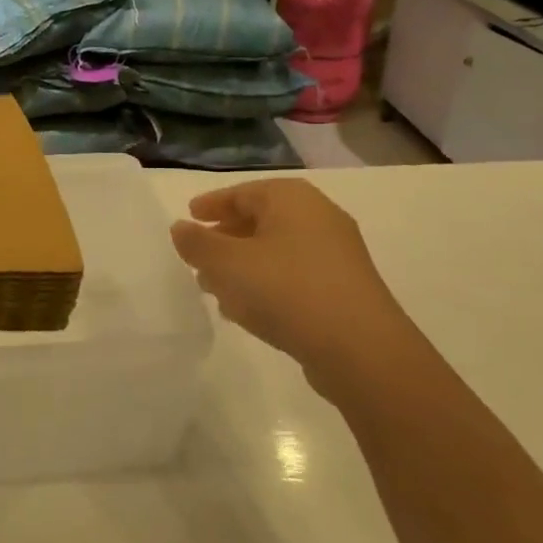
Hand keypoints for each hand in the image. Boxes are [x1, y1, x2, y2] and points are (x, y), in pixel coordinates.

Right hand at [170, 179, 407, 376]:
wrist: (360, 349)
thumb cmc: (286, 290)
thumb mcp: (227, 263)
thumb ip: (197, 243)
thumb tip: (181, 228)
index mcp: (291, 199)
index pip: (243, 192)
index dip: (212, 204)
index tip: (189, 217)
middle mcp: (318, 218)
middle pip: (261, 220)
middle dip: (225, 238)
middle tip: (198, 256)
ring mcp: (336, 255)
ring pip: (275, 251)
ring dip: (242, 265)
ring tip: (214, 287)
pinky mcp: (343, 289)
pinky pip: (293, 276)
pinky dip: (266, 284)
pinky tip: (246, 309)